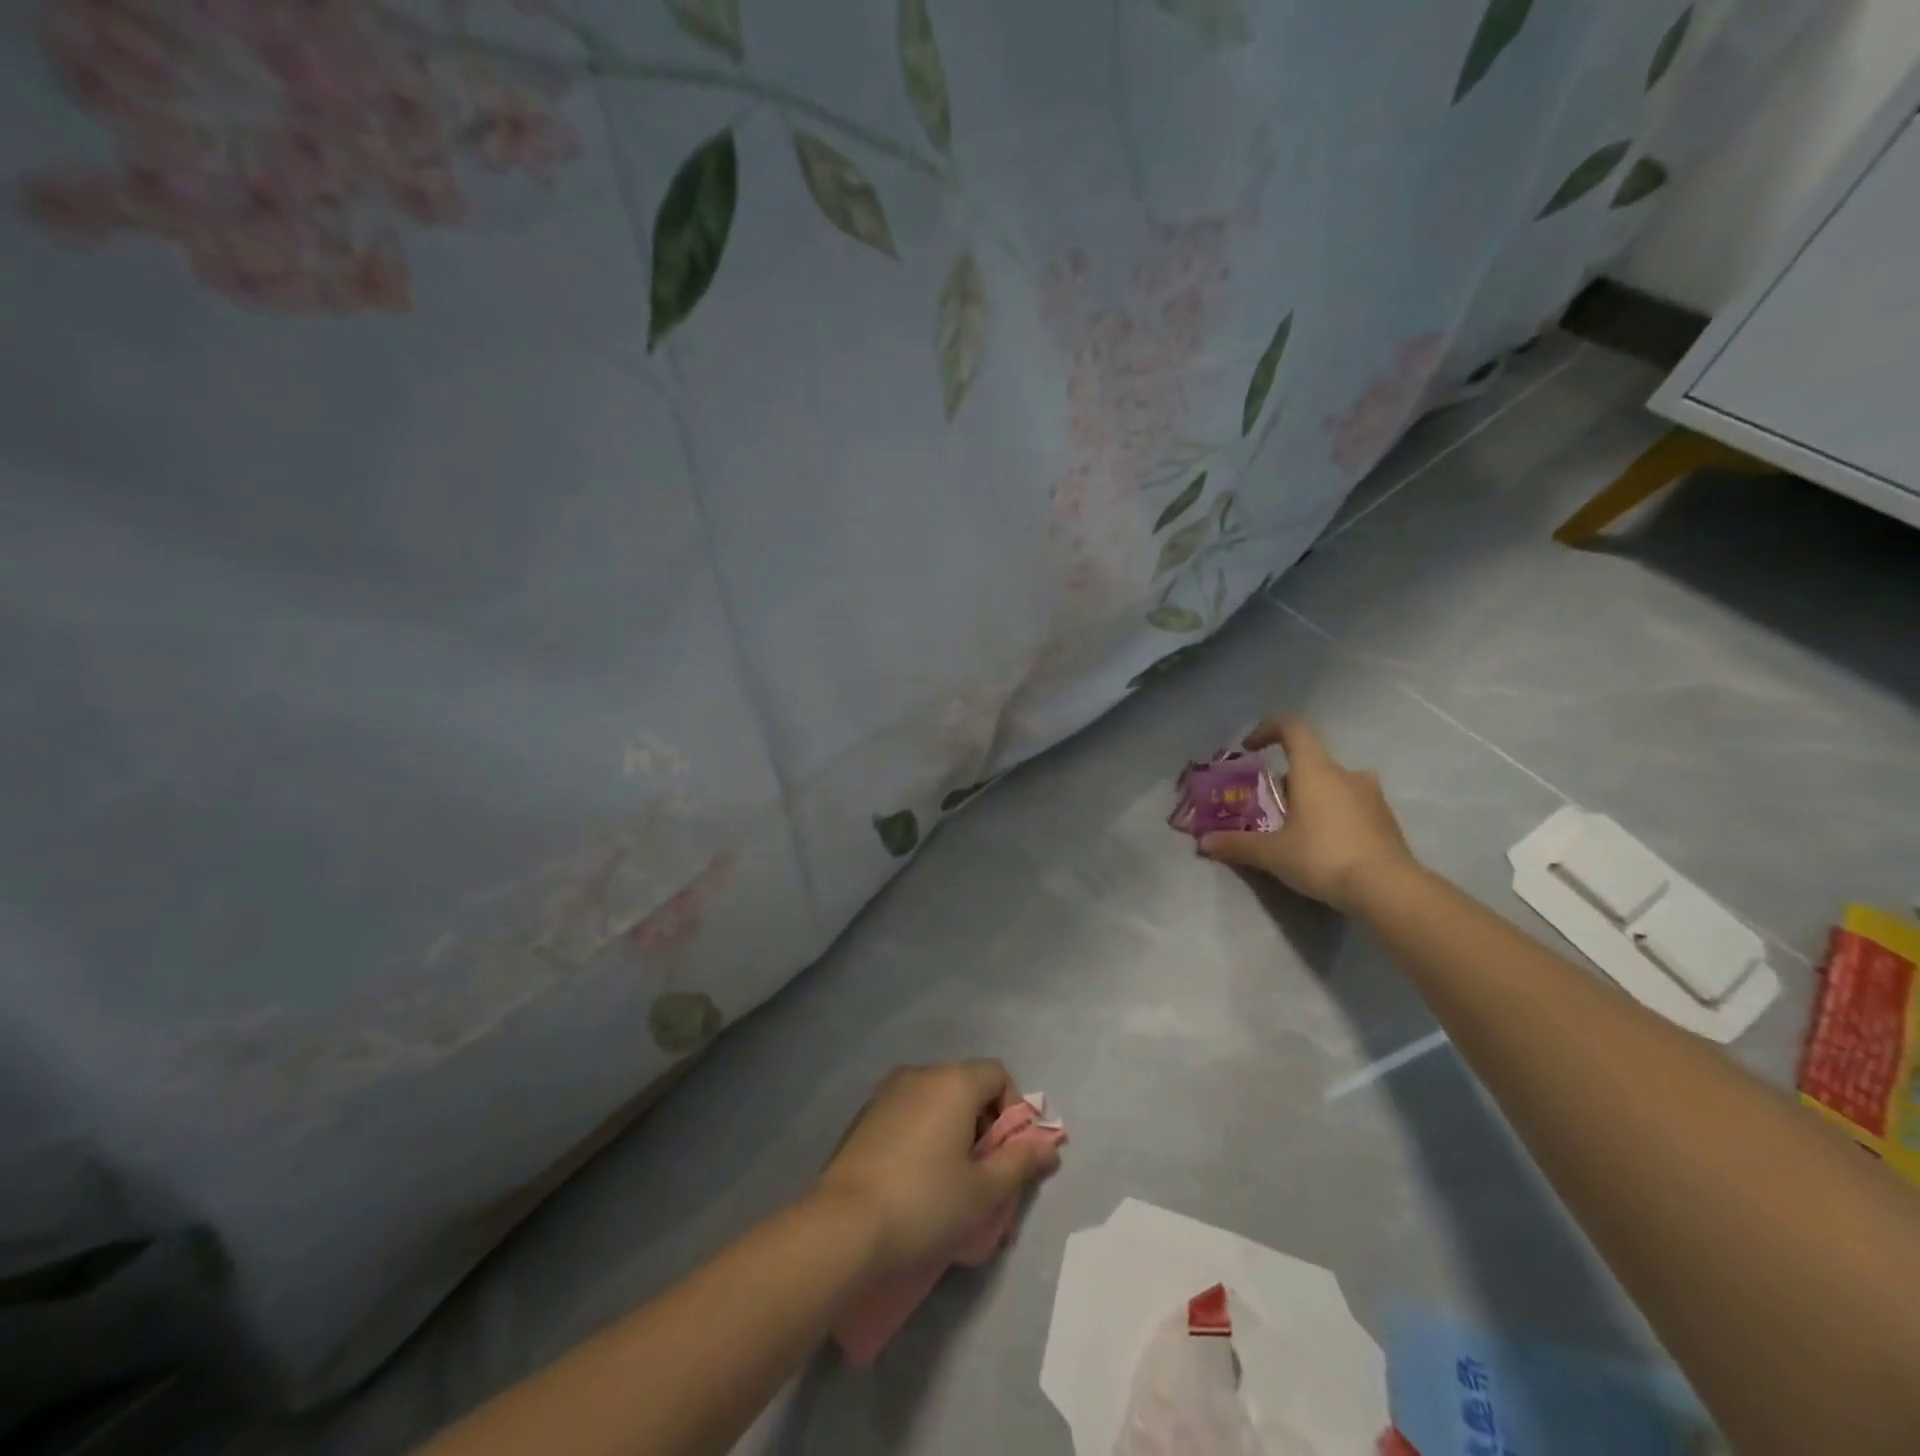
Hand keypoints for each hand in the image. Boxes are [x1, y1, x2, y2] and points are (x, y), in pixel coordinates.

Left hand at [811, 1061, 1060, 1275]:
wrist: (843, 1226)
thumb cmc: (925, 1203)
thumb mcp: (984, 1192)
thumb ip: (1021, 1163)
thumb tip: (1049, 1147)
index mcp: (953, 1082)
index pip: (997, 1075)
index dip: (1013, 1111)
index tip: (1008, 1156)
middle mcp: (920, 1074)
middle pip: (967, 1088)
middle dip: (983, 1129)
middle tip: (984, 1180)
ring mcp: (887, 1093)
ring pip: (936, 1104)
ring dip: (953, 1136)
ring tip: (951, 1189)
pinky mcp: (864, 1116)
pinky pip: (909, 1117)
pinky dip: (923, 1139)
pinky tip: (916, 1185)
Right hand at [1199, 716, 1415, 912]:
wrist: (1388, 889)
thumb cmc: (1323, 857)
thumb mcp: (1273, 853)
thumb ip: (1237, 844)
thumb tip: (1204, 843)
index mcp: (1315, 770)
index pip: (1292, 728)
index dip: (1267, 730)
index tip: (1250, 749)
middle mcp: (1346, 774)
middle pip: (1310, 762)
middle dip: (1286, 780)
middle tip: (1269, 807)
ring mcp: (1371, 795)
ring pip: (1333, 784)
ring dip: (1312, 798)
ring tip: (1296, 829)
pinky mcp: (1385, 819)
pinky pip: (1351, 805)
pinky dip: (1333, 815)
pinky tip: (1324, 846)